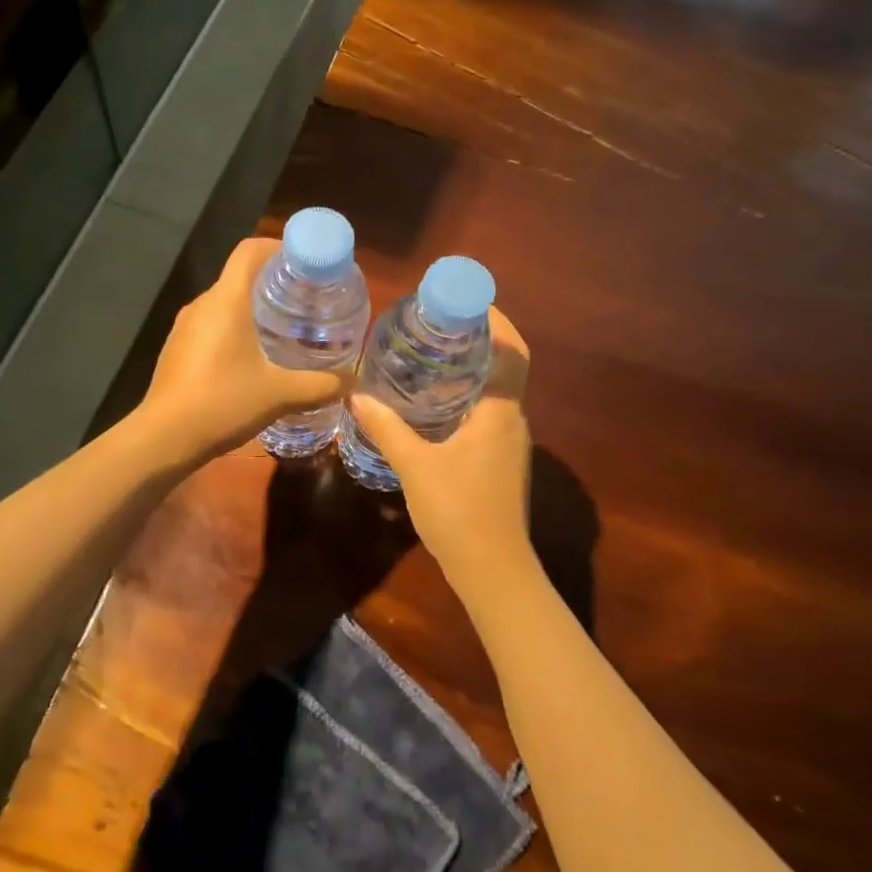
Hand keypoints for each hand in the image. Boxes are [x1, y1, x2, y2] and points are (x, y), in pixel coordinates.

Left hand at [138, 237, 353, 461]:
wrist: (163, 439)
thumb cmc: (222, 403)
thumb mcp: (279, 395)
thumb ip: (320, 385)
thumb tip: (351, 382)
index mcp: (226, 300)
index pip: (250, 250)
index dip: (280, 247)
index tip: (308, 265)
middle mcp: (202, 304)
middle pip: (241, 276)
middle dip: (275, 283)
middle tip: (308, 302)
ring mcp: (185, 327)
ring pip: (226, 303)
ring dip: (255, 309)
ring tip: (287, 330)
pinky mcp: (178, 349)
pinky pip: (212, 325)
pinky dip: (236, 329)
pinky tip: (255, 359)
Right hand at [350, 307, 533, 583]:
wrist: (492, 569)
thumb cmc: (458, 510)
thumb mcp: (415, 465)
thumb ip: (387, 428)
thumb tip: (357, 395)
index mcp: (500, 412)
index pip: (512, 352)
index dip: (496, 321)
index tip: (466, 301)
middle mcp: (513, 421)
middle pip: (505, 367)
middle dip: (479, 341)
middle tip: (437, 325)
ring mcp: (510, 445)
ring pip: (497, 393)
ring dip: (473, 371)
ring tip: (432, 357)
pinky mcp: (501, 463)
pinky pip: (489, 415)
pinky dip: (468, 398)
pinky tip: (435, 406)